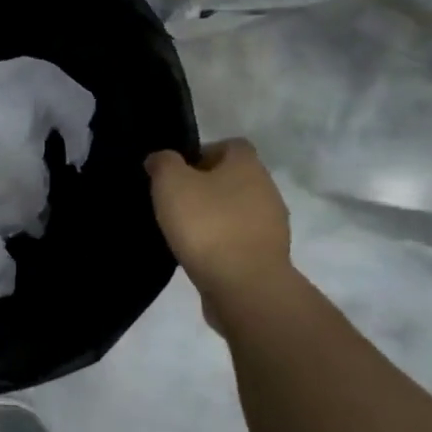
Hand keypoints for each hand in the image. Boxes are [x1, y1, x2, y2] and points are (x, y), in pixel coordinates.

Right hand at [145, 140, 290, 298]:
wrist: (244, 286)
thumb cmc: (207, 224)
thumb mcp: (171, 184)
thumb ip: (163, 163)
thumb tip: (161, 158)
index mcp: (247, 164)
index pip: (229, 145)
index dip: (201, 154)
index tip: (177, 174)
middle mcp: (266, 188)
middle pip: (233, 179)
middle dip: (206, 188)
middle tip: (175, 203)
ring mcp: (271, 224)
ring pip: (237, 210)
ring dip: (214, 217)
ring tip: (184, 233)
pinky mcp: (268, 255)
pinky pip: (239, 240)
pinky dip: (222, 243)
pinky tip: (200, 256)